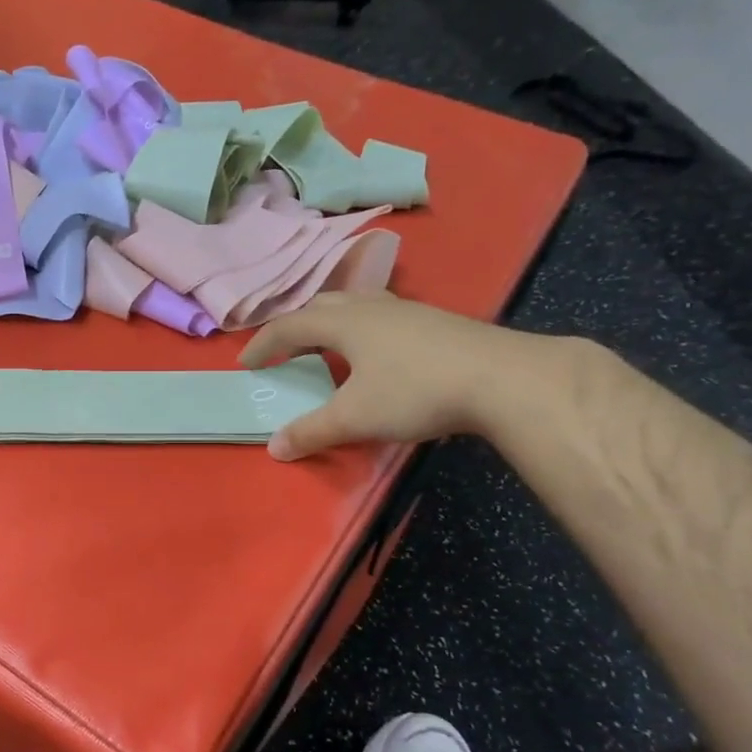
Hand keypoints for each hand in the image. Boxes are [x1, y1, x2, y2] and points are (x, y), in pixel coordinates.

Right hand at [239, 292, 539, 458]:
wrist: (504, 379)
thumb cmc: (416, 392)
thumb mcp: (355, 417)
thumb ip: (311, 431)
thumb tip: (274, 448)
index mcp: (343, 322)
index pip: (288, 326)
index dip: (262, 345)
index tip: (247, 365)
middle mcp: (370, 306)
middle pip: (321, 304)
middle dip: (296, 326)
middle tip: (286, 352)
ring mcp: (407, 310)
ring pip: (356, 304)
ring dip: (332, 322)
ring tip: (329, 347)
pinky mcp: (435, 322)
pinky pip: (383, 316)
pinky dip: (364, 329)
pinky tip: (378, 355)